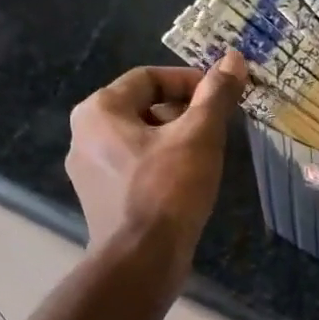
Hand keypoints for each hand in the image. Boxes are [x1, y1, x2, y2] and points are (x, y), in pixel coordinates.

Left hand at [65, 53, 246, 270]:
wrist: (141, 261)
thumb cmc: (168, 190)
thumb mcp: (199, 135)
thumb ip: (216, 95)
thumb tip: (234, 58)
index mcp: (98, 111)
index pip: (148, 78)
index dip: (189, 81)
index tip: (220, 95)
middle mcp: (84, 136)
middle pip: (142, 108)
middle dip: (183, 112)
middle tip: (217, 127)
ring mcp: (89, 171)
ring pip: (139, 140)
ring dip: (174, 140)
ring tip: (207, 155)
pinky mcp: (101, 200)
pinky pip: (134, 168)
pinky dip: (161, 166)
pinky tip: (188, 182)